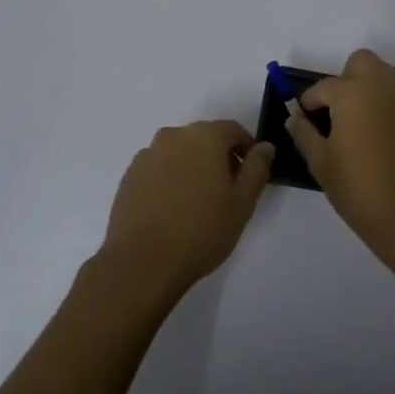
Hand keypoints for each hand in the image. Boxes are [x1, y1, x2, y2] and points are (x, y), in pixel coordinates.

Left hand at [99, 121, 274, 300]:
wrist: (142, 263)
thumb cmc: (201, 230)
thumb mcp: (243, 202)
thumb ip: (257, 168)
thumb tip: (264, 147)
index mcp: (204, 136)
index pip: (233, 130)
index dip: (246, 150)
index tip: (250, 176)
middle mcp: (173, 136)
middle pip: (205, 139)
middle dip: (219, 158)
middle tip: (227, 193)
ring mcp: (147, 155)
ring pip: (180, 153)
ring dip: (193, 168)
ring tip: (197, 204)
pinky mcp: (129, 175)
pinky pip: (159, 168)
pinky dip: (170, 180)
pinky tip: (172, 210)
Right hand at [285, 50, 394, 269]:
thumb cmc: (359, 187)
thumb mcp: (321, 163)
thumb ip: (304, 134)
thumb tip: (294, 119)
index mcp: (353, 92)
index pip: (323, 86)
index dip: (309, 101)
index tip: (304, 116)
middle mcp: (384, 85)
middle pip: (361, 62)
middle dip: (346, 78)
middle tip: (338, 111)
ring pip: (387, 76)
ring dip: (371, 89)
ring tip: (362, 124)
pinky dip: (392, 106)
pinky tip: (386, 137)